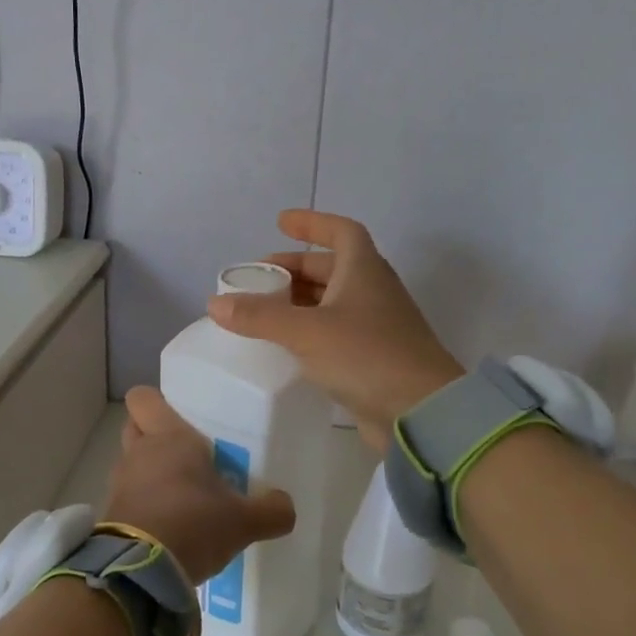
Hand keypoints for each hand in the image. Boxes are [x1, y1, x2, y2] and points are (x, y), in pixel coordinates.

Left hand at [105, 387, 294, 585]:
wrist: (140, 572)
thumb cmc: (193, 524)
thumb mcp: (243, 521)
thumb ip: (271, 510)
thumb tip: (286, 506)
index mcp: (168, 436)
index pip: (143, 397)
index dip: (157, 403)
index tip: (180, 416)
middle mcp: (139, 452)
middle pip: (135, 427)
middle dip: (154, 436)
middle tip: (187, 454)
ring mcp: (121, 483)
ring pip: (132, 464)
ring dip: (150, 473)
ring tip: (183, 495)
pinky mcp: (112, 514)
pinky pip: (130, 497)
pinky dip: (145, 505)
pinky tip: (170, 524)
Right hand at [208, 210, 462, 450]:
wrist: (421, 413)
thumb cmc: (366, 356)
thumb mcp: (306, 332)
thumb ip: (259, 317)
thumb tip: (215, 303)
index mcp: (363, 270)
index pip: (341, 231)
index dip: (311, 223)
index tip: (281, 222)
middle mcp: (372, 291)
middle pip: (331, 267)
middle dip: (293, 268)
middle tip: (257, 278)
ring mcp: (375, 325)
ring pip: (332, 301)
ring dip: (299, 301)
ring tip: (263, 310)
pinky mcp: (373, 357)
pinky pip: (335, 332)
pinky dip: (309, 330)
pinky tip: (285, 345)